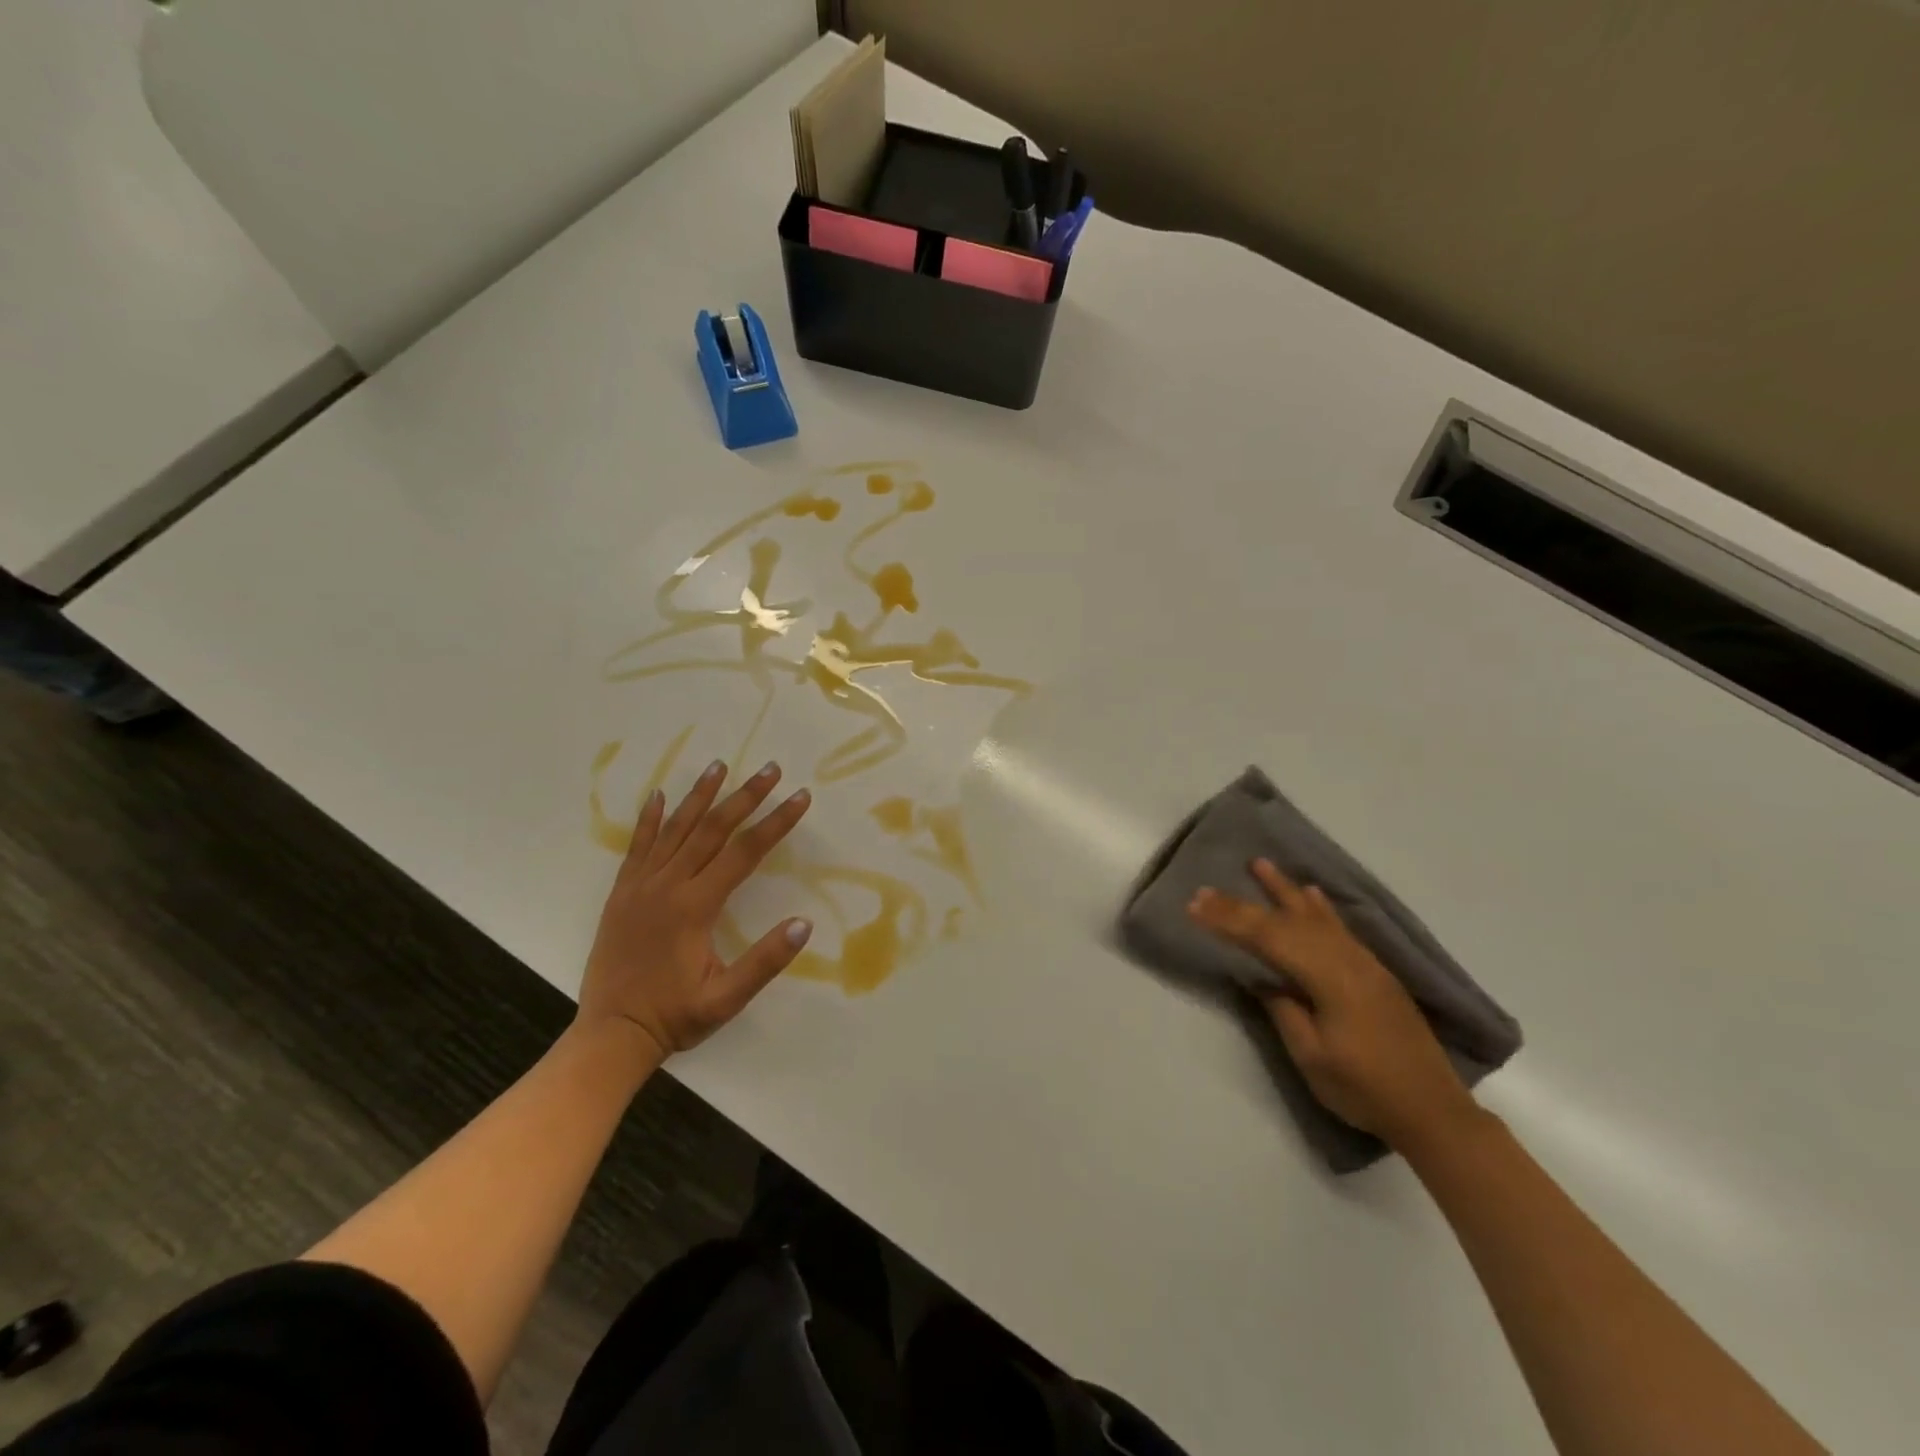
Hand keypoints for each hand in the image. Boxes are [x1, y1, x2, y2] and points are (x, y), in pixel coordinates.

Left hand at [579, 759, 812, 1059]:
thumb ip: (765, 962)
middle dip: (745, 796)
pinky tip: (659, 794)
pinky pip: (638, 846)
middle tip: (769, 768)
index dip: (775, 822)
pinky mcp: (622, 893)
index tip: (800, 797)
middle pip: (712, 829)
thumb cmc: (674, 1017)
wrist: (610, 1035)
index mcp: (696, 907)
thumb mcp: (727, 998)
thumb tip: (803, 924)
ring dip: (700, 796)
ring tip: (719, 765)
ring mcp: (640, 886)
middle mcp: (667, 886)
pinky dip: (649, 818)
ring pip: (675, 829)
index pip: (745, 852)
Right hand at [1188, 860, 1478, 1149]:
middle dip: (1244, 905)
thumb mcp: (1312, 1056)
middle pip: (1287, 923)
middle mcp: (1347, 959)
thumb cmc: (1365, 1089)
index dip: (1229, 921)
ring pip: (1315, 916)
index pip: (1268, 938)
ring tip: (1260, 864)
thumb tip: (1264, 977)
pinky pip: (1339, 926)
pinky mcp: (1374, 972)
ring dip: (1284, 890)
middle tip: (1207, 890)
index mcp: (1329, 978)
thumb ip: (1284, 1009)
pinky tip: (1311, 893)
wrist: (1433, 1111)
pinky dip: (1320, 907)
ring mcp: (1364, 963)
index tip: (1194, 906)